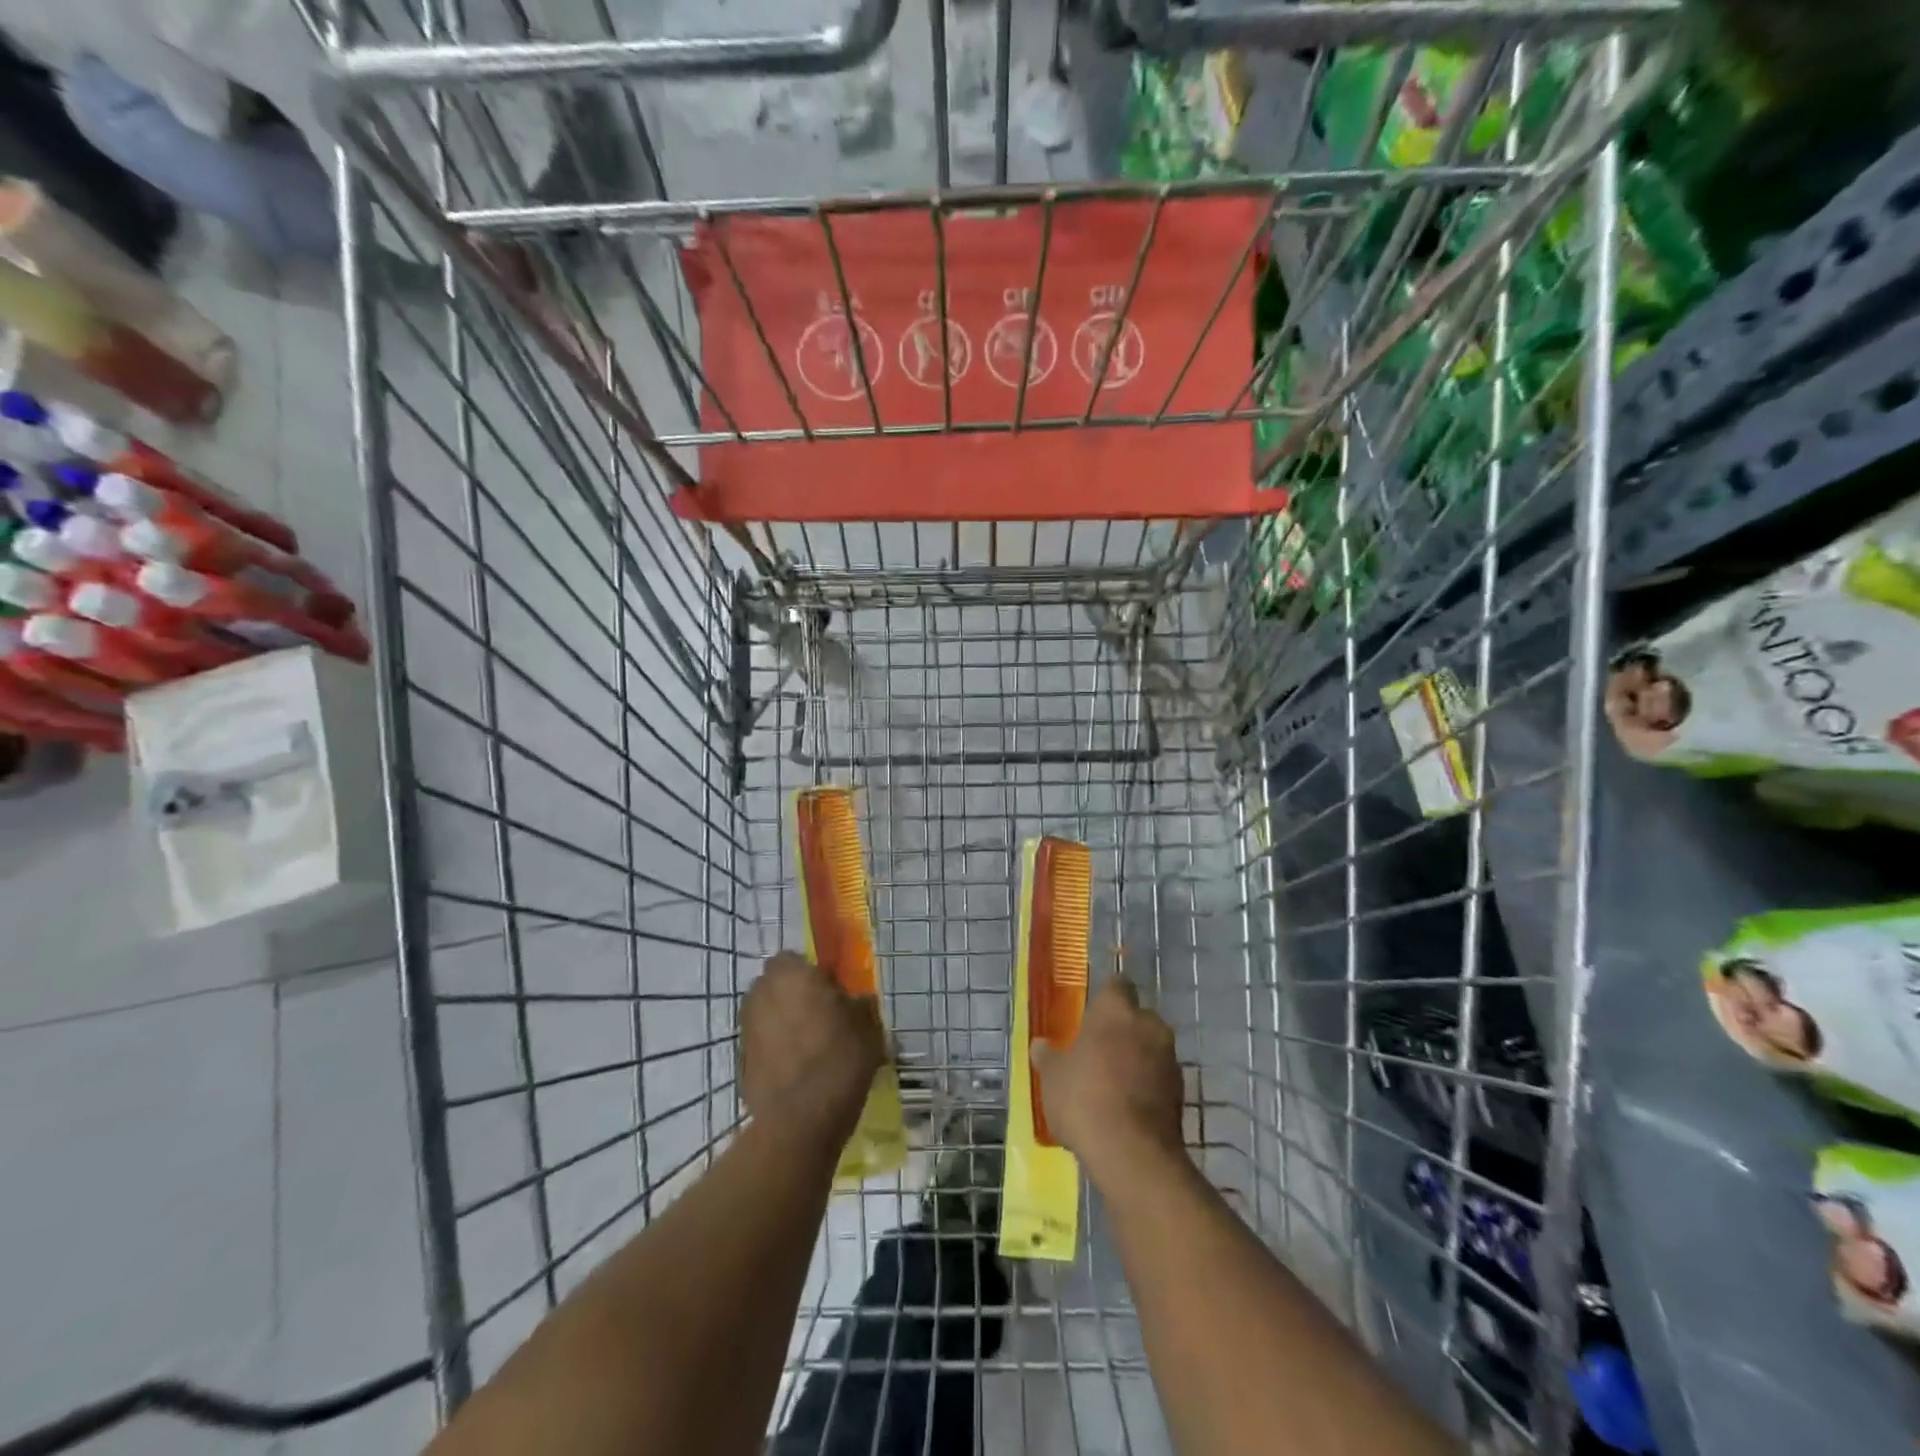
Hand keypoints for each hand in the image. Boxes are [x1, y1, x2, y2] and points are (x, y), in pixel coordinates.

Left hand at [741, 951, 886, 1151]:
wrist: (802, 1118)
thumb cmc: (840, 1058)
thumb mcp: (868, 1024)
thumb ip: (859, 1003)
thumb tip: (857, 1000)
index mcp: (792, 974)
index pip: (794, 958)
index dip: (811, 972)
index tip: (830, 990)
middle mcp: (762, 993)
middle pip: (776, 985)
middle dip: (793, 995)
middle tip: (821, 1016)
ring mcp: (747, 1028)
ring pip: (767, 1014)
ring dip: (783, 1022)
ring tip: (810, 1047)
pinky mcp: (741, 1061)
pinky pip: (762, 1045)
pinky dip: (775, 1051)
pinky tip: (798, 1071)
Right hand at [1031, 975, 1185, 1182]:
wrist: (1132, 1154)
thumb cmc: (1084, 1099)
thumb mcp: (1052, 1078)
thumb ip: (1048, 1056)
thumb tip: (1040, 1044)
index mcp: (1116, 1010)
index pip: (1116, 984)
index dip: (1105, 996)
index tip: (1092, 1012)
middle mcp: (1148, 1024)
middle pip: (1137, 1016)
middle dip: (1122, 1028)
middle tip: (1098, 1049)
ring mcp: (1169, 1058)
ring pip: (1150, 1046)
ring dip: (1136, 1057)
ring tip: (1112, 1082)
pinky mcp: (1181, 1091)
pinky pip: (1159, 1076)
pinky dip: (1147, 1083)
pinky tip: (1128, 1105)